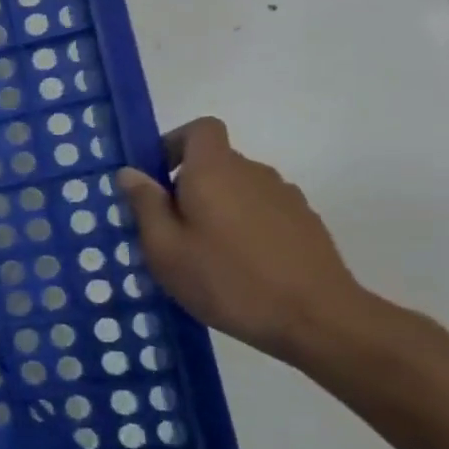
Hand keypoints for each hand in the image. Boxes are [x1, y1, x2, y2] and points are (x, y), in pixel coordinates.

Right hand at [116, 117, 372, 361]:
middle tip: (168, 230)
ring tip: (203, 254)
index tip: (156, 177)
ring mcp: (286, 197)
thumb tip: (131, 172)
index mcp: (214, 171)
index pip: (200, 129)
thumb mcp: (164, 248)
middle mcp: (253, 173)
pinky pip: (261, 212)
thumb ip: (145, 205)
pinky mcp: (305, 224)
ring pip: (238, 189)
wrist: (317, 319)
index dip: (175, 144)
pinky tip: (238, 267)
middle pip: (216, 162)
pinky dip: (243, 227)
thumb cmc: (226, 280)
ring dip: (216, 208)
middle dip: (187, 186)